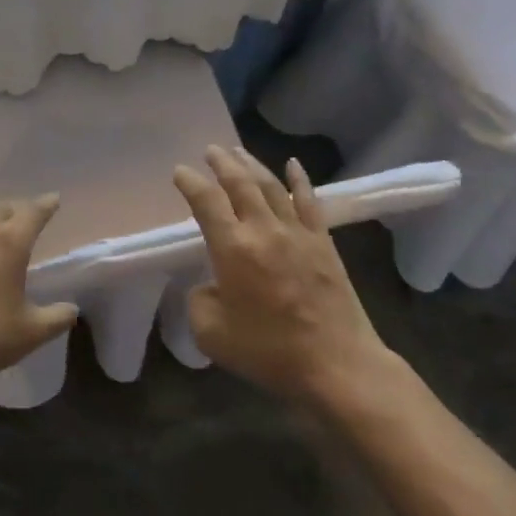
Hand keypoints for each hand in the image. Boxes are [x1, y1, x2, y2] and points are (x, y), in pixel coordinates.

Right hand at [173, 145, 389, 403]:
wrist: (336, 364)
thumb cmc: (268, 350)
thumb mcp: (211, 333)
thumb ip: (199, 300)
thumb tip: (210, 285)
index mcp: (232, 248)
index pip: (206, 202)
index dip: (190, 183)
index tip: (179, 172)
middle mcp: (264, 230)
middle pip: (240, 184)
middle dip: (222, 163)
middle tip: (210, 150)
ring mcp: (298, 233)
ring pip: (271, 186)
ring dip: (252, 165)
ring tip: (238, 151)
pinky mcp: (324, 243)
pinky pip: (309, 201)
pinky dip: (299, 180)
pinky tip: (293, 164)